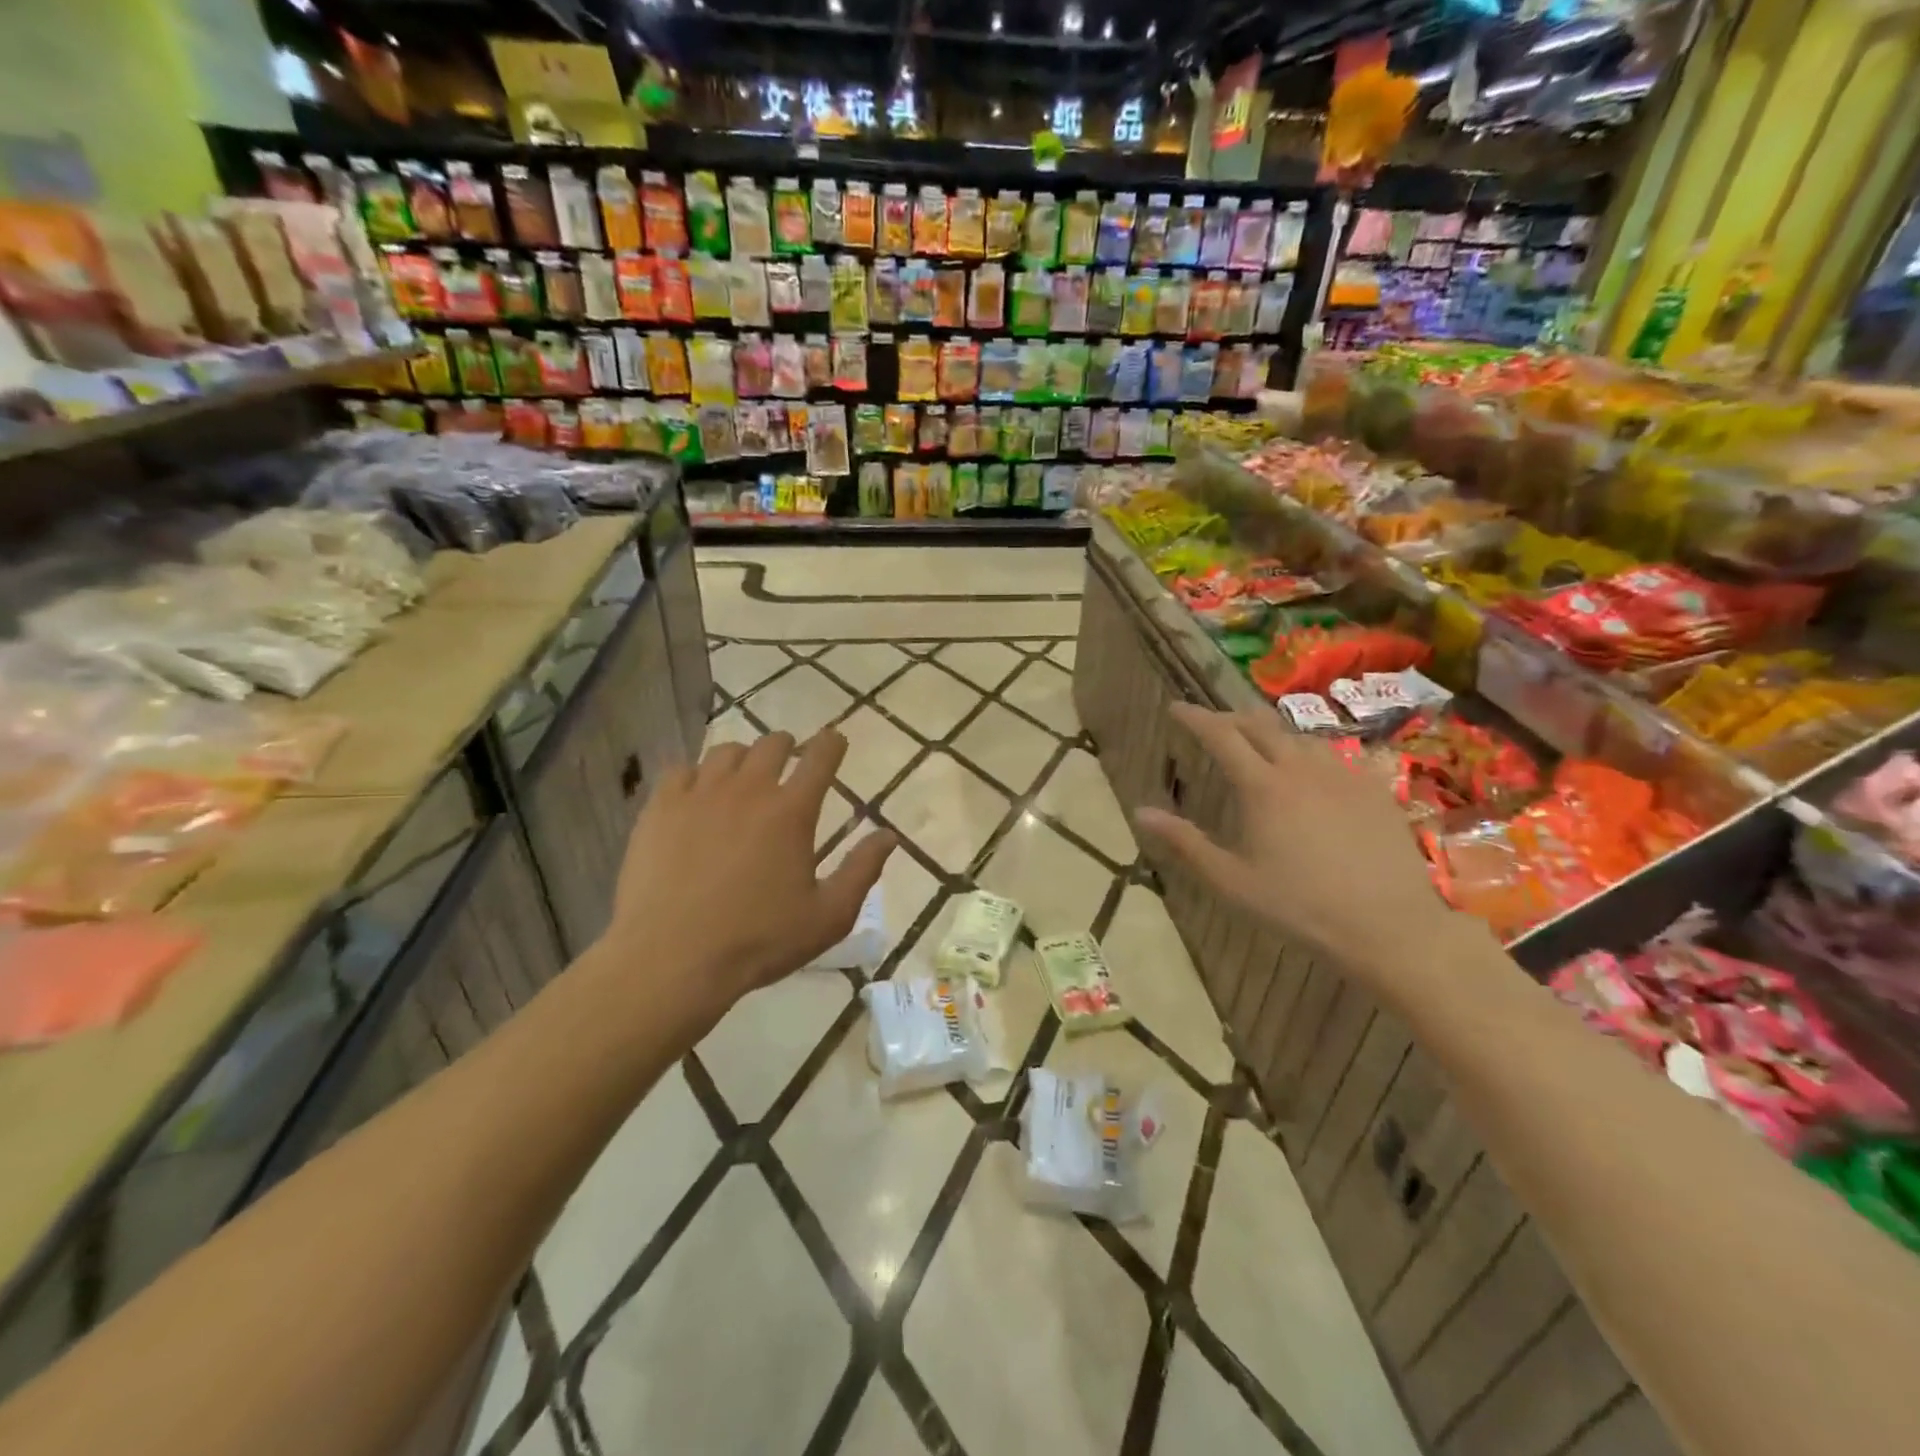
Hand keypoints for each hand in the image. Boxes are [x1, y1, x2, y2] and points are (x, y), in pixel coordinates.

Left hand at [601, 729, 895, 1027]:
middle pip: (772, 744)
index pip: (820, 758)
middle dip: (787, 746)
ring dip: (743, 758)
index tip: (835, 741)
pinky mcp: (660, 808)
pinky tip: (697, 796)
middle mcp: (749, 789)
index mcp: (792, 811)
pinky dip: (697, 775)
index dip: (832, 744)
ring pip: (726, 752)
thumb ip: (862, 870)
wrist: (672, 959)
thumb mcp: (828, 916)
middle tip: (789, 761)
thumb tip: (889, 835)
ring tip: (743, 777)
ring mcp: (700, 794)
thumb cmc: (759, 940)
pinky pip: (682, 770)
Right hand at [1136, 704, 1460, 995]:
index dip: (1195, 717)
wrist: (1388, 927)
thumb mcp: (1230, 881)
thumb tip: (1140, 811)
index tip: (1175, 708)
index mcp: (1262, 787)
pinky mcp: (1374, 789)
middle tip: (1211, 723)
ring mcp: (1343, 775)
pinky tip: (1311, 770)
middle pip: (1260, 725)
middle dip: (1230, 717)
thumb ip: (1184, 842)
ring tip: (1258, 742)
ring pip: (1299, 736)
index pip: (1220, 735)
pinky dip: (1309, 751)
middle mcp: (1301, 768)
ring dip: (1271, 732)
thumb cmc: (1299, 907)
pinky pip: (1335, 754)